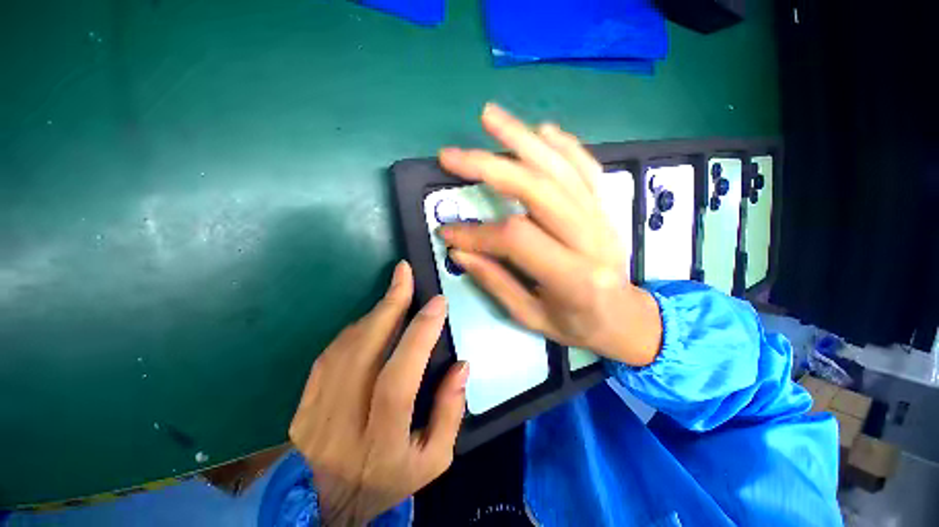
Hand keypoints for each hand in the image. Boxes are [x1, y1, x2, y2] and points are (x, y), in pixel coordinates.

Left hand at [289, 261, 468, 525]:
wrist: (332, 505)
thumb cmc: (391, 479)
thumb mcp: (435, 458)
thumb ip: (451, 411)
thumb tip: (461, 365)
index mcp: (380, 443)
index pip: (398, 379)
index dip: (418, 335)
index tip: (437, 304)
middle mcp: (341, 426)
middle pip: (363, 353)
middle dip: (389, 305)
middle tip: (404, 274)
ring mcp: (313, 414)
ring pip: (345, 348)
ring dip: (374, 313)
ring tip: (395, 292)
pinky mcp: (302, 405)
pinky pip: (329, 354)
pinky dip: (355, 329)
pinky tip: (373, 318)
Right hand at [438, 103, 661, 366]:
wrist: (628, 319)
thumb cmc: (578, 325)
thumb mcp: (532, 317)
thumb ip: (496, 282)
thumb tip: (459, 251)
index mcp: (574, 277)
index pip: (515, 238)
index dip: (475, 233)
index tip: (446, 232)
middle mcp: (591, 239)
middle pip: (537, 189)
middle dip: (490, 167)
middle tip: (452, 155)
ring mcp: (603, 217)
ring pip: (561, 168)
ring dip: (522, 139)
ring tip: (490, 116)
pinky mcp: (606, 207)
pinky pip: (586, 168)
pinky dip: (564, 145)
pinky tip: (541, 131)